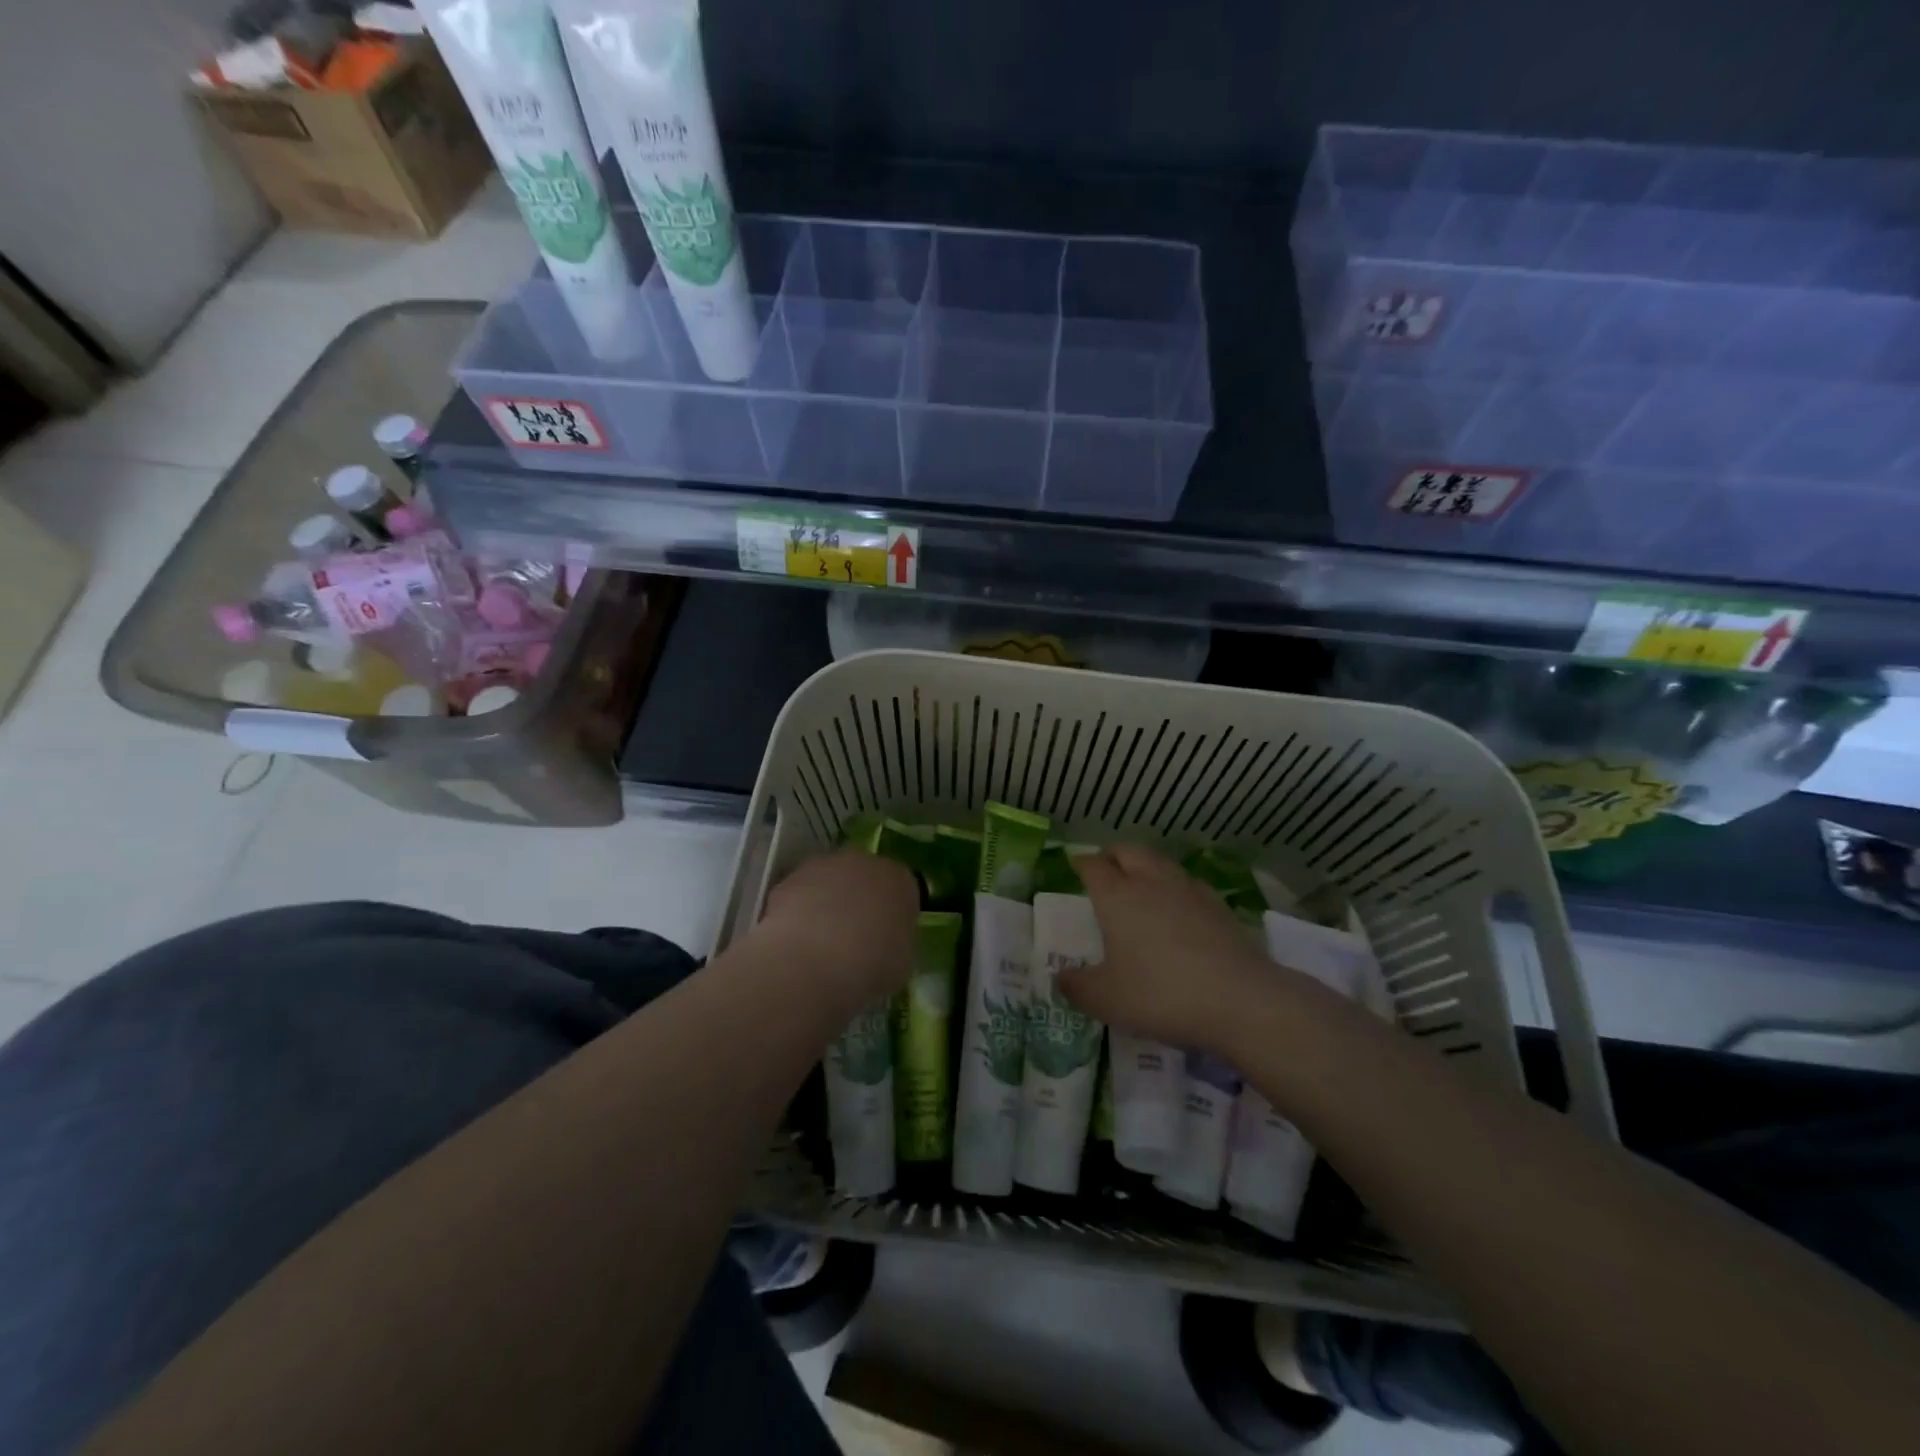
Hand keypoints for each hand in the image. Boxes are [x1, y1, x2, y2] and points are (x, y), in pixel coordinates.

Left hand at [756, 849, 919, 1016]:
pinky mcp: (789, 879)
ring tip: (819, 943)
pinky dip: (798, 912)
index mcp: (900, 879)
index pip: (901, 889)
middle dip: (858, 900)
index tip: (886, 937)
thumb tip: (885, 941)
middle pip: (863, 877)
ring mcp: (823, 866)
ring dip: (826, 903)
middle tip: (853, 937)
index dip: (892, 913)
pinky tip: (796, 943)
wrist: (813, 963)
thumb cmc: (871, 965)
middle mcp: (863, 862)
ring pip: (828, 882)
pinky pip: (799, 895)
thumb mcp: (902, 961)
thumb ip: (897, 940)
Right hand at [1058, 845, 1271, 1051]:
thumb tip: (1060, 977)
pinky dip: (1174, 886)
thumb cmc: (1160, 994)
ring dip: (1145, 865)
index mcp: (1117, 896)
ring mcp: (1189, 890)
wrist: (1239, 1000)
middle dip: (1113, 855)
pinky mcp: (1218, 905)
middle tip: (1105, 869)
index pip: (1093, 866)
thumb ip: (1077, 987)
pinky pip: (1187, 882)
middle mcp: (1151, 882)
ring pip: (1160, 861)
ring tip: (1140, 883)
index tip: (1075, 867)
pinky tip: (1178, 907)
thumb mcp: (1106, 1000)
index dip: (1082, 864)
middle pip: (1128, 851)